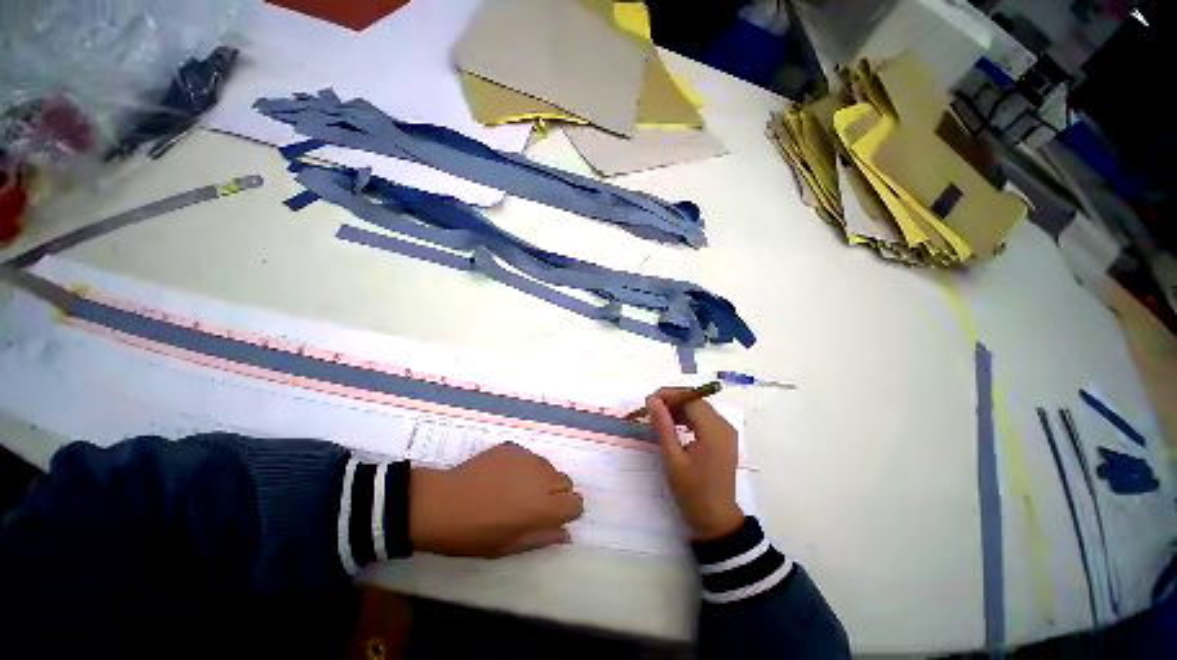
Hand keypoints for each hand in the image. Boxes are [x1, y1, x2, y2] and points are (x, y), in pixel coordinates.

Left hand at [409, 442, 583, 556]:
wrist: (441, 503)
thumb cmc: (473, 534)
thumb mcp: (508, 546)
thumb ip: (542, 538)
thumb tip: (566, 534)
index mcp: (544, 506)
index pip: (576, 503)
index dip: (567, 512)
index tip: (552, 517)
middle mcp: (542, 477)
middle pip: (566, 481)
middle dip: (557, 494)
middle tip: (533, 504)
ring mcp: (528, 458)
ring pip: (548, 467)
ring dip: (541, 478)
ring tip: (516, 489)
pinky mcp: (514, 447)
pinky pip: (529, 457)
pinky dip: (524, 467)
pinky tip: (503, 476)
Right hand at [648, 388, 743, 540]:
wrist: (716, 519)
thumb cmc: (692, 491)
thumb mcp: (672, 458)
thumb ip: (663, 426)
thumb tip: (652, 400)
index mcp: (714, 430)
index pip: (690, 399)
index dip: (669, 395)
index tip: (648, 401)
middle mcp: (724, 426)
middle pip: (695, 401)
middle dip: (672, 400)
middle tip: (650, 409)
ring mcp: (726, 432)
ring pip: (699, 408)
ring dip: (678, 408)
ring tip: (658, 416)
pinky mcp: (723, 438)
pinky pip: (703, 418)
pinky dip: (687, 417)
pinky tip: (673, 425)